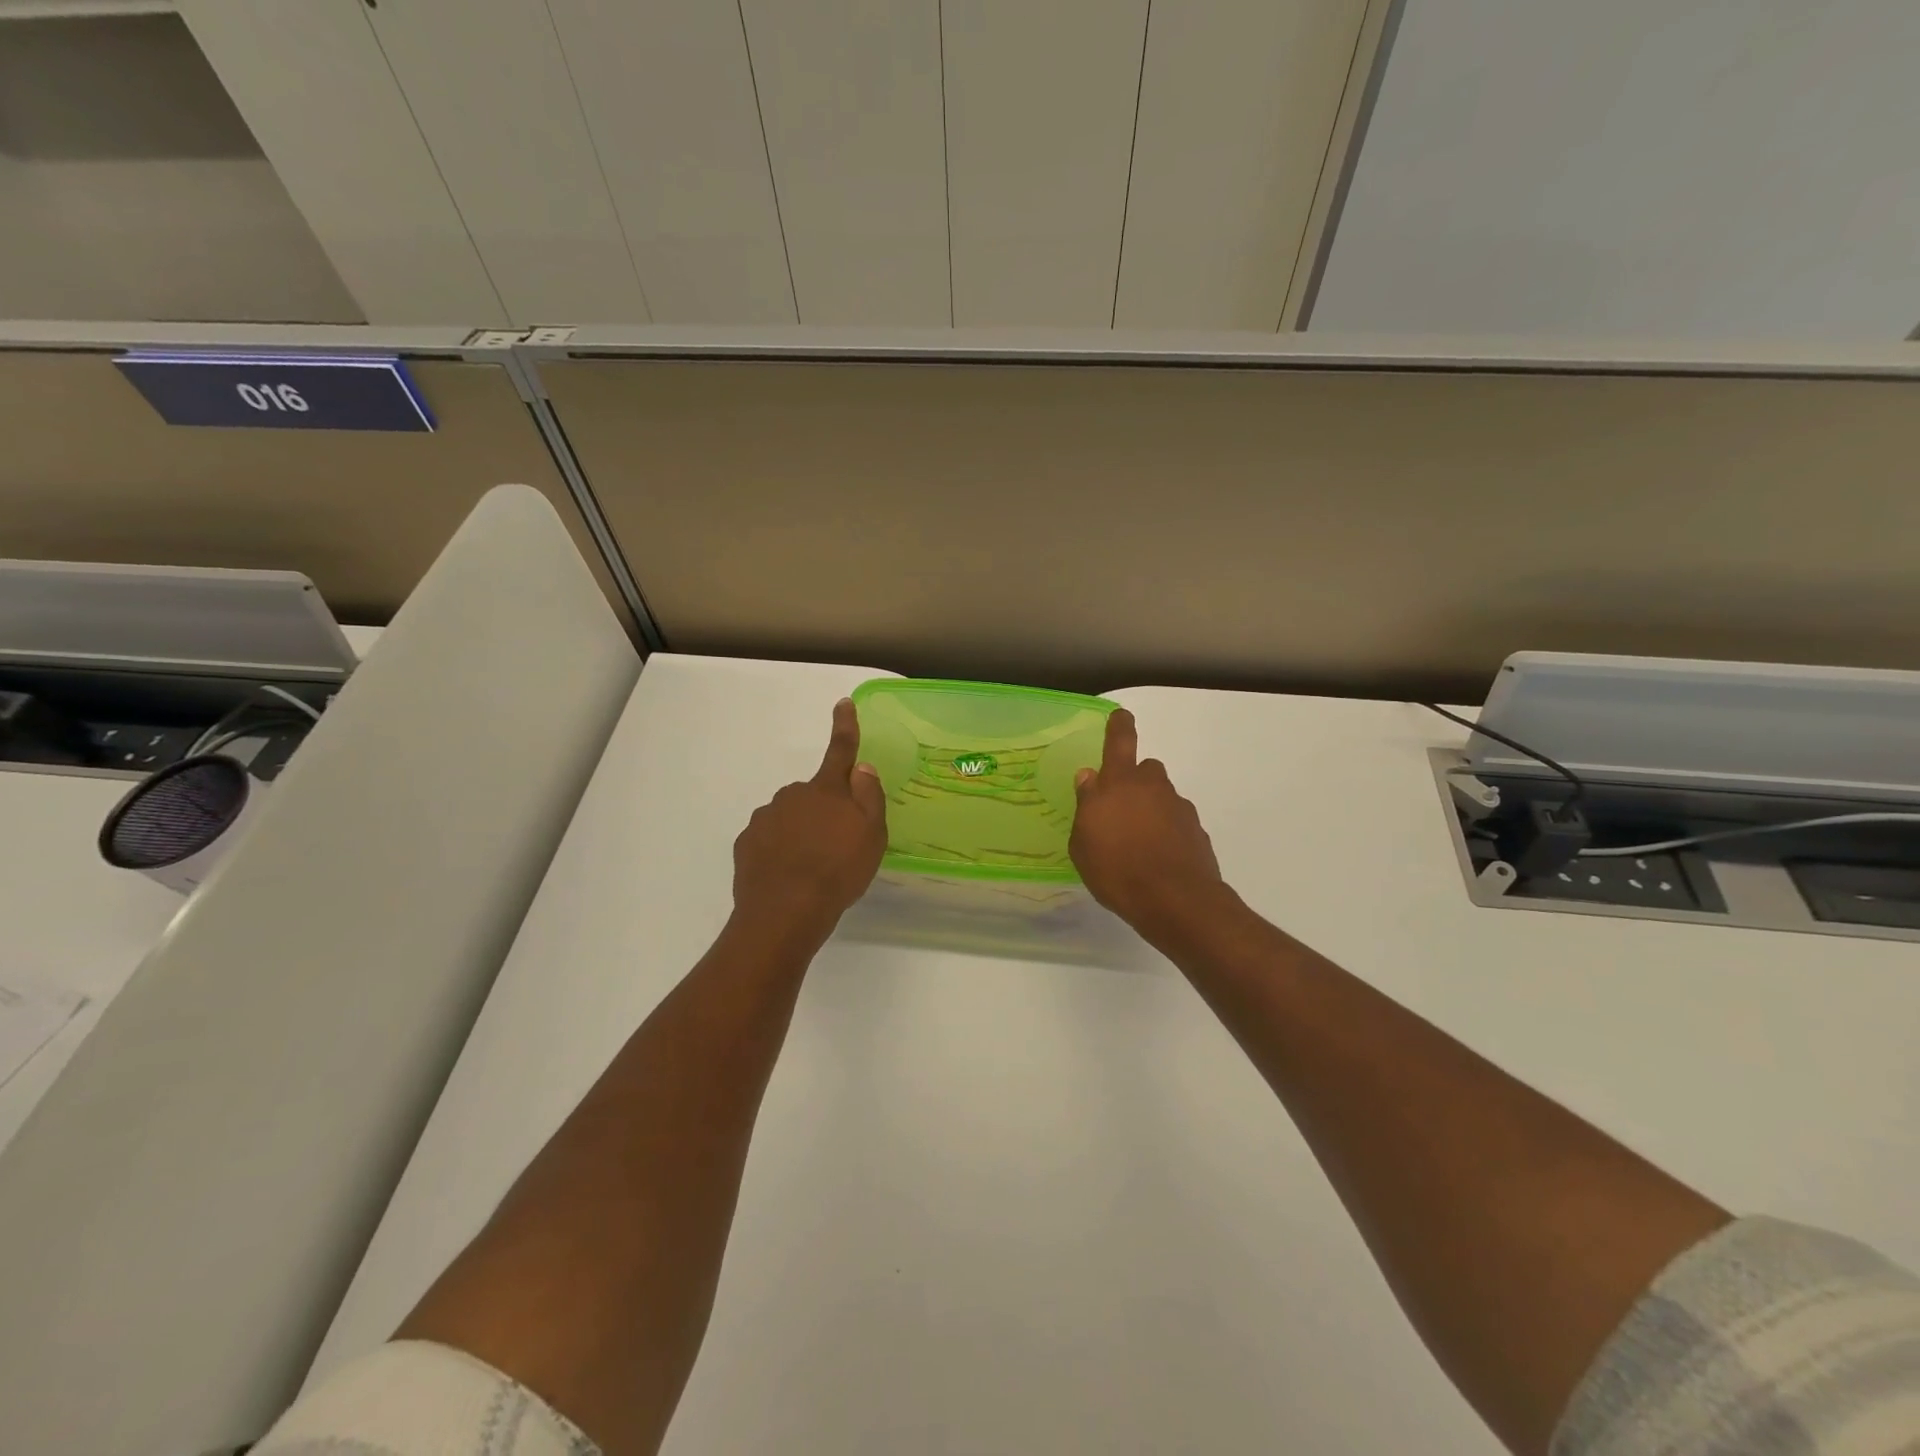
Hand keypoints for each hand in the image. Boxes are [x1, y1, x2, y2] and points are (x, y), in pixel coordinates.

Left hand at [732, 699, 887, 939]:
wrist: (785, 911)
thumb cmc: (838, 871)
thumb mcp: (872, 835)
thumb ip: (869, 797)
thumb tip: (862, 767)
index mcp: (826, 790)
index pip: (840, 751)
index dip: (845, 726)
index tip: (843, 703)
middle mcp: (792, 795)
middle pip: (814, 793)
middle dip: (824, 809)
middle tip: (837, 845)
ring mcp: (766, 818)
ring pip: (790, 816)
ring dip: (801, 832)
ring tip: (813, 868)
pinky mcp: (747, 843)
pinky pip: (769, 838)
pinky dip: (779, 850)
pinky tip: (788, 874)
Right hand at [1070, 709, 1227, 939]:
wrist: (1176, 901)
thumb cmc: (1117, 869)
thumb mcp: (1083, 843)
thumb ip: (1086, 806)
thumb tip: (1089, 777)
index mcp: (1120, 784)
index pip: (1120, 742)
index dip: (1119, 726)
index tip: (1121, 715)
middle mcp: (1153, 787)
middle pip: (1145, 771)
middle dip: (1134, 783)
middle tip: (1120, 811)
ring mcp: (1179, 808)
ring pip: (1162, 798)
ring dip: (1151, 812)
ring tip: (1137, 845)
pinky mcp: (1197, 832)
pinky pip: (1176, 823)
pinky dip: (1167, 834)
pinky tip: (1157, 860)